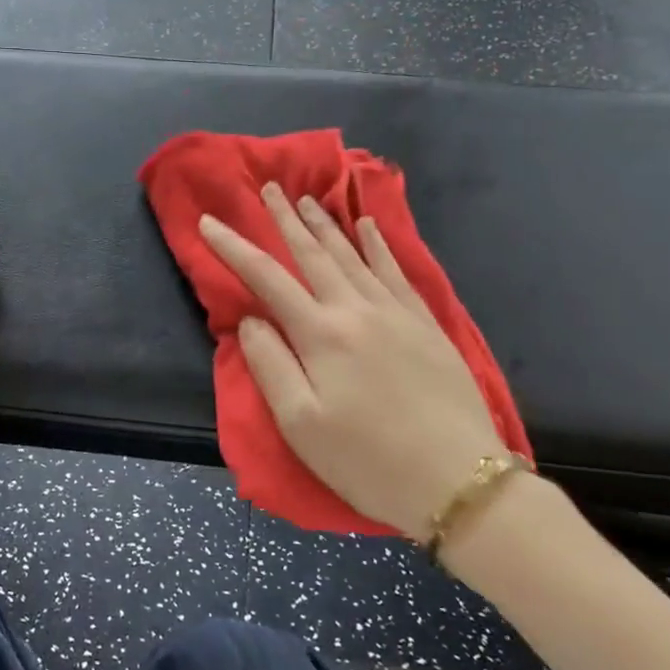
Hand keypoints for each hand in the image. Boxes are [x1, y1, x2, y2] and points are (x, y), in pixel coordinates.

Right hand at [198, 183, 508, 538]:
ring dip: (326, 224)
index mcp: (321, 334)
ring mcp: (396, 313)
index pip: (267, 278)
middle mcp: (357, 309)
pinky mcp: (427, 324)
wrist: (459, 481)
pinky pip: (397, 271)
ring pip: (353, 255)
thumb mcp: (301, 425)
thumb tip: (250, 320)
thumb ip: (270, 365)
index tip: (210, 222)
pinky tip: (368, 226)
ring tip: (308, 199)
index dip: (234, 247)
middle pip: (313, 254)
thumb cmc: (368, 462)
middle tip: (269, 188)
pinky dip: (378, 244)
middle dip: (286, 219)